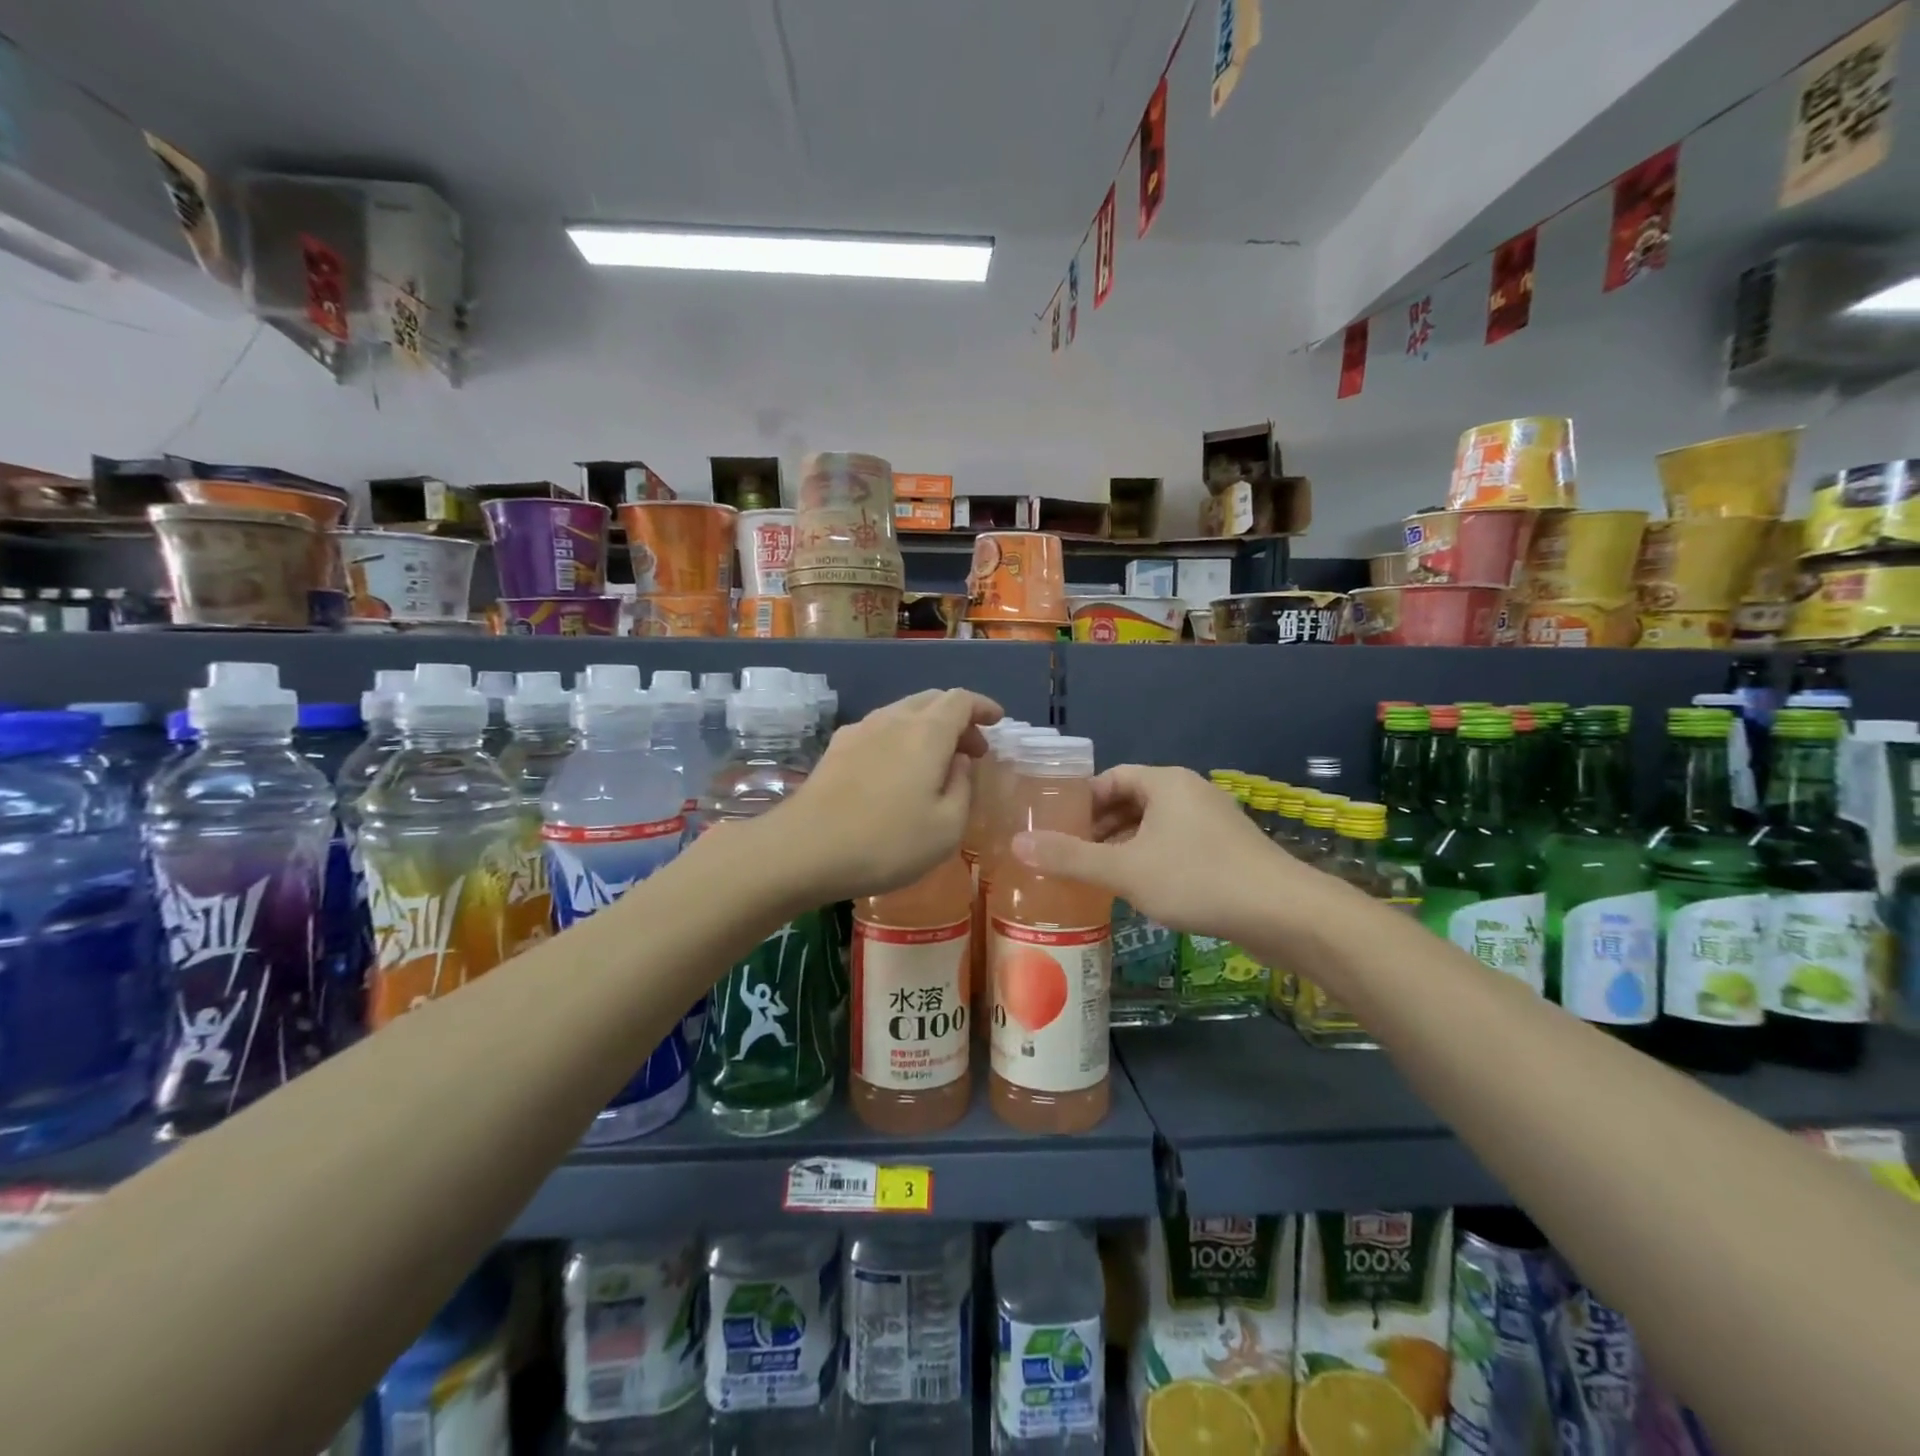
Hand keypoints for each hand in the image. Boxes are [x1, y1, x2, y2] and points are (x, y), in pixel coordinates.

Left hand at [775, 688, 1001, 901]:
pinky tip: (897, 768)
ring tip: (938, 761)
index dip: (983, 706)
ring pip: (903, 712)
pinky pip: (879, 728)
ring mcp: (859, 731)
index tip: (997, 721)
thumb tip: (959, 761)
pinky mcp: (836, 749)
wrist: (805, 849)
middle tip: (972, 750)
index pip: (961, 700)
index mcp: (926, 733)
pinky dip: (901, 737)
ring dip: (928, 727)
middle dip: (958, 717)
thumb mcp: (946, 828)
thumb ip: (963, 787)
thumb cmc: (886, 842)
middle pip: (931, 700)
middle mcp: (893, 720)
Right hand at [1011, 764, 1305, 936]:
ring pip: (1154, 826)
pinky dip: (1151, 860)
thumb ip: (1070, 857)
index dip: (1081, 801)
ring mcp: (1212, 821)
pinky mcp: (1228, 850)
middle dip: (1099, 828)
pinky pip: (1176, 845)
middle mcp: (1189, 792)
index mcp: (1165, 782)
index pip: (1111, 778)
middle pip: (1132, 801)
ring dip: (1124, 847)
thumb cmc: (1198, 880)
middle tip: (1069, 856)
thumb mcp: (1125, 870)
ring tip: (1097, 876)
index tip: (1056, 828)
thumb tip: (1017, 844)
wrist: (1285, 913)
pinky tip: (1140, 891)